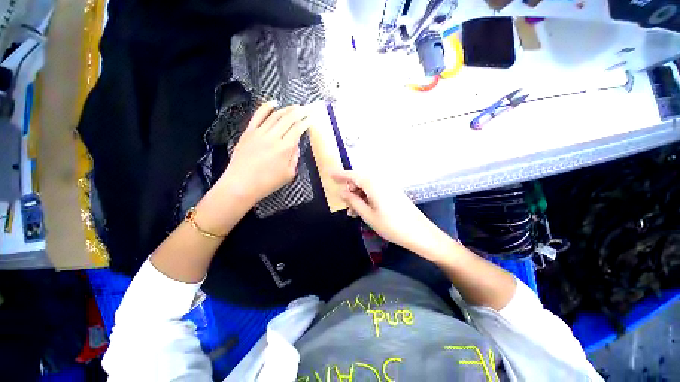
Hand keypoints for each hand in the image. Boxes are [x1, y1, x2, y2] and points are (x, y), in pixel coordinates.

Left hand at [215, 101, 311, 206]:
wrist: (240, 185)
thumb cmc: (267, 183)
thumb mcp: (288, 174)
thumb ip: (294, 157)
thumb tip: (296, 144)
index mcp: (285, 148)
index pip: (298, 129)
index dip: (306, 122)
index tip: (312, 118)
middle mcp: (273, 137)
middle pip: (288, 119)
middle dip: (299, 112)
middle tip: (306, 108)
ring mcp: (259, 132)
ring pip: (275, 115)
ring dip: (287, 109)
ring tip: (295, 106)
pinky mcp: (248, 132)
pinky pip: (258, 116)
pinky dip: (266, 107)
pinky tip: (274, 103)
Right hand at [331, 170, 446, 255]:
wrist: (419, 233)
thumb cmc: (391, 225)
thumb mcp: (368, 215)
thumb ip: (354, 201)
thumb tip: (342, 192)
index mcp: (373, 184)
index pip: (353, 175)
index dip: (340, 175)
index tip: (329, 174)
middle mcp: (381, 181)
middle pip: (360, 180)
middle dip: (350, 190)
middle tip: (344, 204)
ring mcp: (388, 187)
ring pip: (367, 187)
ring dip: (358, 196)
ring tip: (352, 212)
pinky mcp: (392, 193)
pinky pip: (375, 191)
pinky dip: (367, 198)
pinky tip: (363, 210)